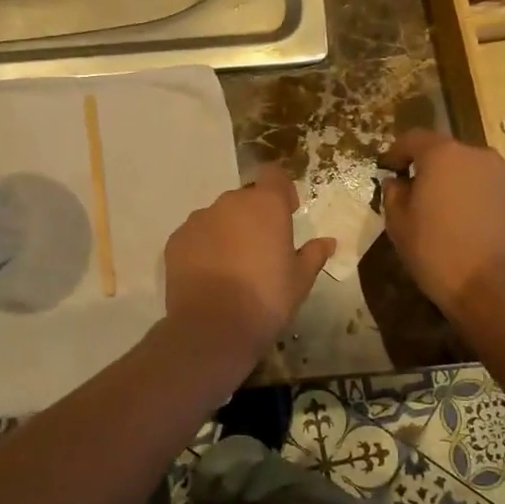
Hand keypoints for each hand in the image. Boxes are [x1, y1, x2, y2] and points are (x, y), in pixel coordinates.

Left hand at [163, 166, 333, 365]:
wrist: (212, 327)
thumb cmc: (266, 299)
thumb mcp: (300, 280)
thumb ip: (313, 255)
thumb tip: (328, 242)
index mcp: (266, 205)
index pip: (275, 176)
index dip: (282, 191)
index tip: (288, 213)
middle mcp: (230, 203)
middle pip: (246, 199)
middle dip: (254, 217)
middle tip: (262, 250)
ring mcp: (199, 219)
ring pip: (218, 217)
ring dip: (227, 232)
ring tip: (233, 267)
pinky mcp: (176, 240)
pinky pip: (196, 236)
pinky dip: (204, 247)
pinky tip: (210, 276)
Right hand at [380, 130, 504, 314]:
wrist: (495, 289)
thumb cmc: (437, 253)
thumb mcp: (398, 225)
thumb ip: (394, 193)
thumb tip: (398, 181)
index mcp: (443, 155)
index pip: (414, 138)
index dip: (398, 151)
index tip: (390, 168)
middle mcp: (480, 155)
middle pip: (451, 154)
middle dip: (436, 171)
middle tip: (426, 198)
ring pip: (480, 172)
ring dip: (467, 185)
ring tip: (460, 216)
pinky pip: (504, 192)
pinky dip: (492, 202)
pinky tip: (486, 229)